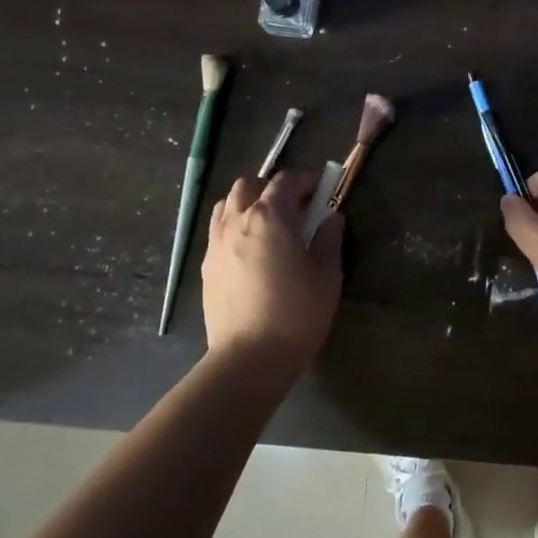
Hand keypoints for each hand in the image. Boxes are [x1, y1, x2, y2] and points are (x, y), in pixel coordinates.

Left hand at [201, 171, 344, 370]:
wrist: (249, 358)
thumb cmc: (296, 313)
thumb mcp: (326, 275)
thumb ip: (328, 239)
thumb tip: (331, 217)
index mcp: (271, 216)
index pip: (286, 181)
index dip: (306, 180)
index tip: (322, 189)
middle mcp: (238, 220)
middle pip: (249, 185)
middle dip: (272, 188)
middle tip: (294, 208)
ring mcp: (217, 242)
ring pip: (227, 204)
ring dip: (248, 204)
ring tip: (268, 226)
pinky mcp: (206, 265)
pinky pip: (218, 230)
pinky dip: (234, 226)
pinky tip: (250, 250)